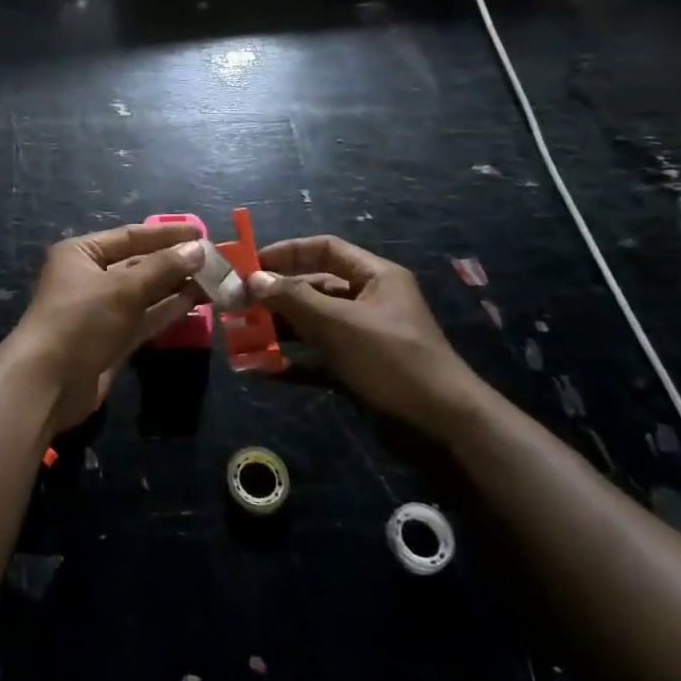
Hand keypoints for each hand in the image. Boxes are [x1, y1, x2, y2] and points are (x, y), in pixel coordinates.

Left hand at [3, 223, 206, 434]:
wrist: (48, 383)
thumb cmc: (81, 321)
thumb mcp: (123, 288)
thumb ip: (163, 267)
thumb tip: (198, 249)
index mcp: (82, 253)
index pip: (131, 235)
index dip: (167, 234)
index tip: (202, 233)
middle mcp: (90, 276)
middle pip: (139, 263)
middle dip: (175, 262)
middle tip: (216, 260)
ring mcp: (102, 309)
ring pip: (145, 292)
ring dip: (177, 286)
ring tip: (214, 280)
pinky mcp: (112, 338)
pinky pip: (145, 317)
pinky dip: (168, 309)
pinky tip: (196, 302)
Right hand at [247, 236, 485, 441]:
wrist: (443, 431)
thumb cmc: (392, 361)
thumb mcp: (339, 324)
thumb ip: (294, 299)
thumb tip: (254, 278)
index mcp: (375, 278)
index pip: (325, 249)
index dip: (287, 252)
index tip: (251, 264)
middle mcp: (369, 302)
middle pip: (314, 287)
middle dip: (276, 296)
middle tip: (238, 305)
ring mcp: (363, 339)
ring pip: (313, 324)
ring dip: (279, 330)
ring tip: (242, 336)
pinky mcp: (358, 371)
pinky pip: (318, 359)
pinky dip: (292, 362)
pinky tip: (261, 369)